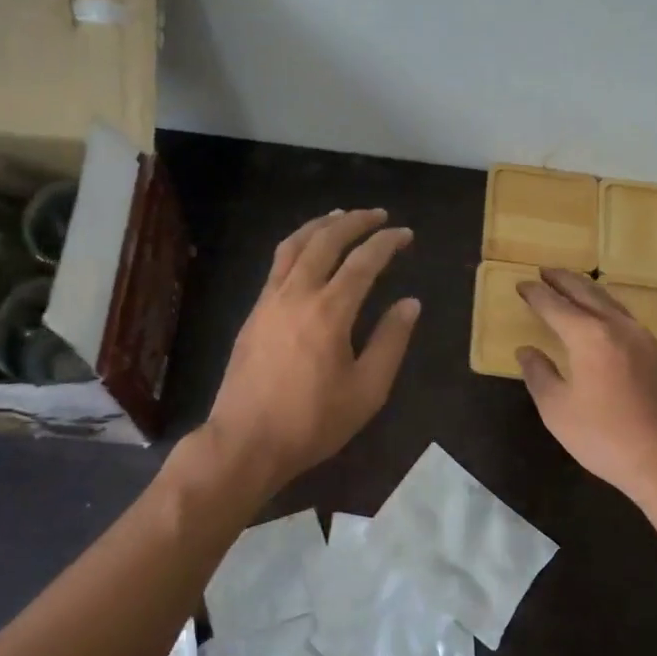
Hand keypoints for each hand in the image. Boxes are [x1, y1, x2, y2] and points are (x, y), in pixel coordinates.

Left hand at [203, 209, 419, 491]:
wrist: (246, 441)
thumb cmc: (313, 421)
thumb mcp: (367, 390)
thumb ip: (391, 341)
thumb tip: (410, 303)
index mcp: (329, 312)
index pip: (363, 261)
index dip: (387, 242)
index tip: (405, 233)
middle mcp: (297, 294)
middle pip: (325, 241)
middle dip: (354, 221)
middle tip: (377, 215)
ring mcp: (269, 301)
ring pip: (294, 246)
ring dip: (320, 225)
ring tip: (339, 216)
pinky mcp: (254, 313)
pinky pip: (277, 264)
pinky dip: (298, 245)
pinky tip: (307, 252)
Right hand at [516, 269, 656, 507]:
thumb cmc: (604, 437)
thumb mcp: (557, 409)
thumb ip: (539, 374)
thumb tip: (527, 351)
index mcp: (589, 336)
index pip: (555, 306)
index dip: (536, 294)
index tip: (521, 284)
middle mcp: (618, 327)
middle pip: (587, 293)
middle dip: (563, 280)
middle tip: (545, 271)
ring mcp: (644, 339)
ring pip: (611, 302)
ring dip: (587, 290)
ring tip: (572, 286)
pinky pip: (626, 317)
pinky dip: (607, 307)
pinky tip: (604, 317)